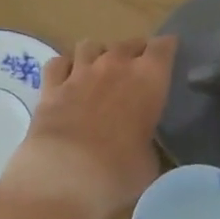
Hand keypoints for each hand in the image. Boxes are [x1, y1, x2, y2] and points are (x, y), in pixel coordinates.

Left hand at [2, 36, 177, 218]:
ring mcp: (79, 73)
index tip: (169, 53)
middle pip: (127, 43)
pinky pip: (58, 62)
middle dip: (134, 51)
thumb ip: (147, 142)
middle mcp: (115, 66)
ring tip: (100, 69)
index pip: (163, 47)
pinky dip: (65, 67)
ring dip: (98, 54)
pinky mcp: (50, 87)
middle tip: (136, 67)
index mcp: (148, 79)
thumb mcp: (149, 162)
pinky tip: (67, 78)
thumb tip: (140, 145)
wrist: (65, 175)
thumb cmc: (119, 172)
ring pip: (90, 45)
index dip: (167, 47)